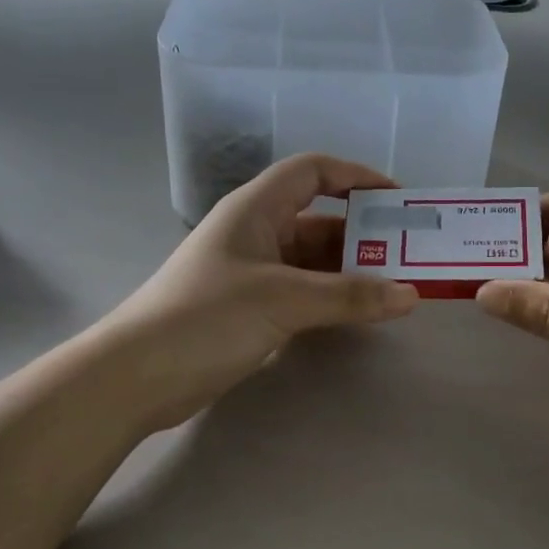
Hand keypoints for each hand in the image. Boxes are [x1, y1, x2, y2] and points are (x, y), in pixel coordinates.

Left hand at [101, 155, 418, 432]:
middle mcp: (256, 232)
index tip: (397, 199)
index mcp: (256, 209)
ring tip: (395, 286)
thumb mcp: (283, 300)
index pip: (313, 171)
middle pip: (319, 218)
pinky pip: (303, 291)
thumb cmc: (207, 317)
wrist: (137, 377)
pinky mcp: (251, 308)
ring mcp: (252, 272)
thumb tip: (411, 295)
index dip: (356, 176)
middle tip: (409, 253)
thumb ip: (349, 297)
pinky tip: (360, 312)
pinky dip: (332, 297)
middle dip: (364, 233)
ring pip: (313, 260)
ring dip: (351, 270)